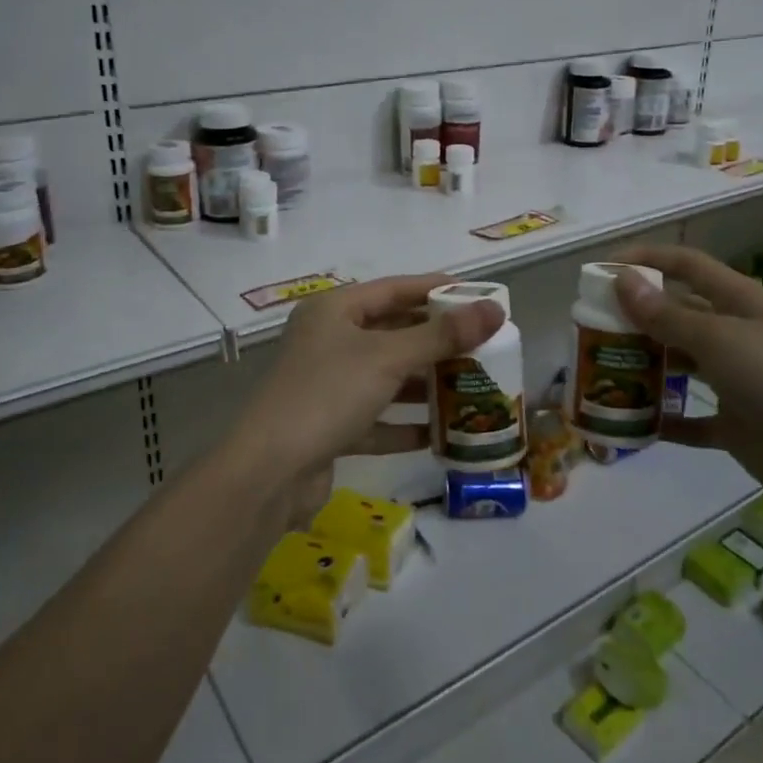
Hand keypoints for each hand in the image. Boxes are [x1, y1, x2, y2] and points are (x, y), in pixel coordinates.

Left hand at [235, 275, 504, 521]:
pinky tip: (442, 434)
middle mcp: (328, 341)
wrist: (268, 472)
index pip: (395, 289)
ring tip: (471, 386)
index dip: (437, 290)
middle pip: (392, 333)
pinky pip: (377, 418)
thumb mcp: (388, 358)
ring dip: (425, 384)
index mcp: (334, 311)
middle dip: (436, 342)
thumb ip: (442, 335)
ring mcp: (327, 385)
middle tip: (483, 346)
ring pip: (386, 378)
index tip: (479, 296)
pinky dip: (406, 424)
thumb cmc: (327, 394)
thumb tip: (494, 308)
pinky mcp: (330, 427)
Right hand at [612, 244, 762, 526]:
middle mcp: (737, 336)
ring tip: (601, 371)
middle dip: (636, 317)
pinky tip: (633, 423)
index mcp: (740, 303)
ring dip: (645, 367)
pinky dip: (665, 420)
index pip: (687, 266)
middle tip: (590, 328)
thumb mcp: (723, 341)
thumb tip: (621, 280)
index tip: (601, 269)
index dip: (646, 260)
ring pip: (680, 365)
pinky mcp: (739, 426)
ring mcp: (739, 382)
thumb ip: (669, 315)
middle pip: (678, 315)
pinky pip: (692, 420)